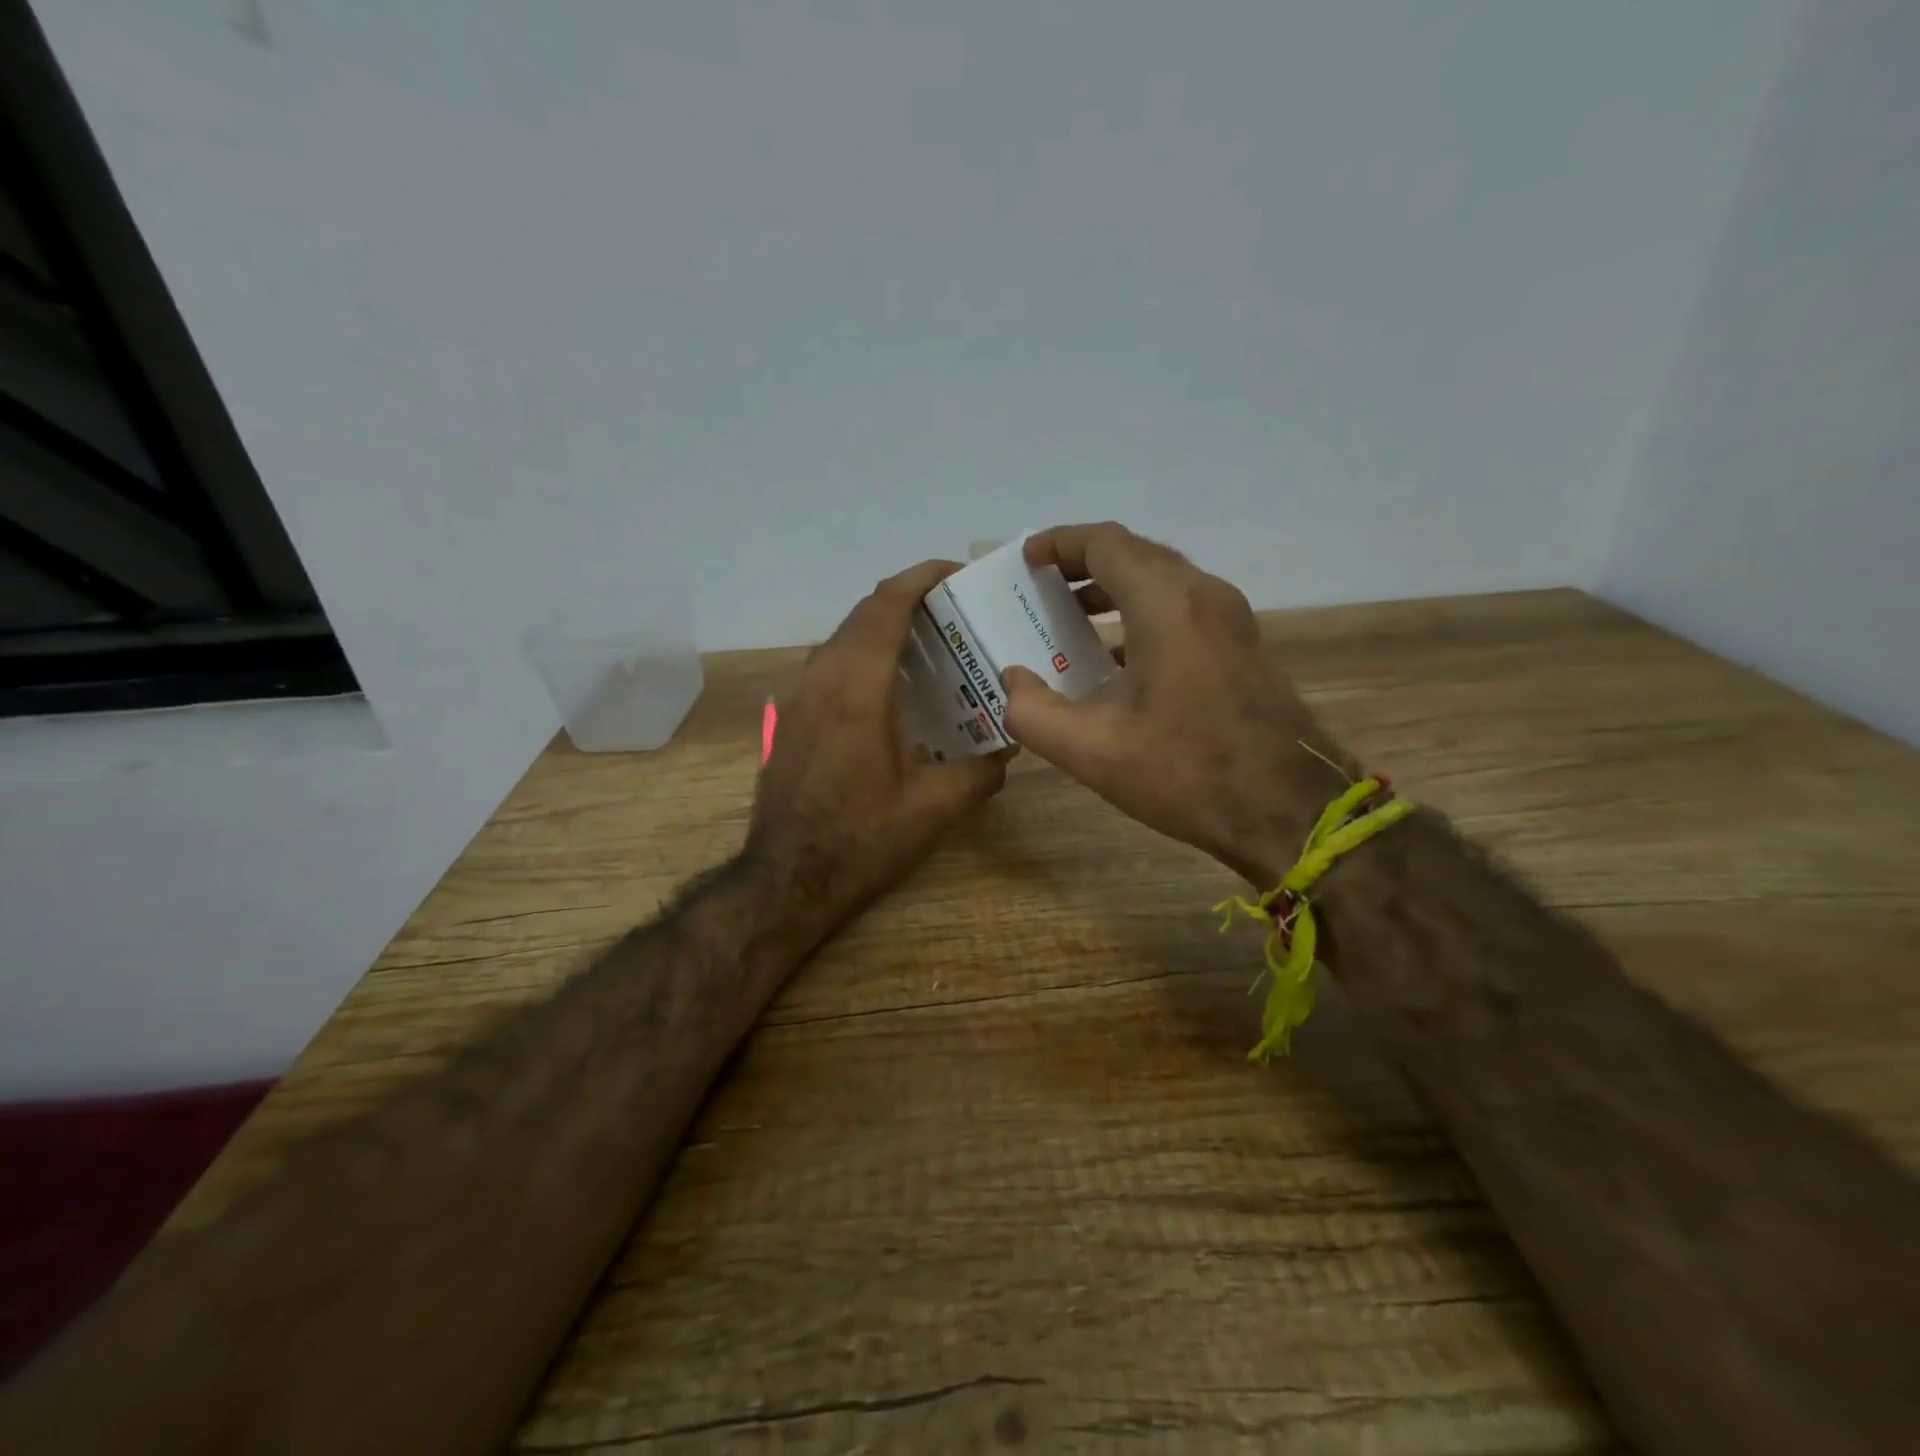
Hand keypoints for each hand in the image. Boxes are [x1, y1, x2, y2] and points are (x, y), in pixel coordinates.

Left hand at [748, 560, 1010, 947]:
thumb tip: (1008, 749)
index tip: (956, 573)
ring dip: (883, 628)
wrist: (786, 878)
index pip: (887, 605)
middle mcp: (822, 679)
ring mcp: (798, 697)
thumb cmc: (860, 839)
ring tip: (930, 646)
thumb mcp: (932, 809)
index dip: (921, 577)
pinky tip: (892, 690)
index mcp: (857, 688)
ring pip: (843, 638)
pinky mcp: (789, 718)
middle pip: (864, 614)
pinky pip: (830, 665)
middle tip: (955, 613)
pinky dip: (863, 656)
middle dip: (909, 600)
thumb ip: (979, 772)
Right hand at [1001, 522, 1346, 886]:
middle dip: (1083, 562)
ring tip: (1071, 617)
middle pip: (1136, 554)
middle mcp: (1203, 595)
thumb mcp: (1091, 750)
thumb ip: (1033, 711)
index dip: (1060, 543)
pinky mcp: (1243, 645)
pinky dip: (1142, 612)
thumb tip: (1012, 681)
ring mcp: (1231, 619)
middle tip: (1041, 588)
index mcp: (1166, 604)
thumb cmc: (1186, 772)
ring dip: (1114, 587)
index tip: (1026, 560)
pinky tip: (1117, 657)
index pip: (1106, 543)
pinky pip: (1184, 607)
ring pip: (1163, 579)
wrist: (1289, 810)